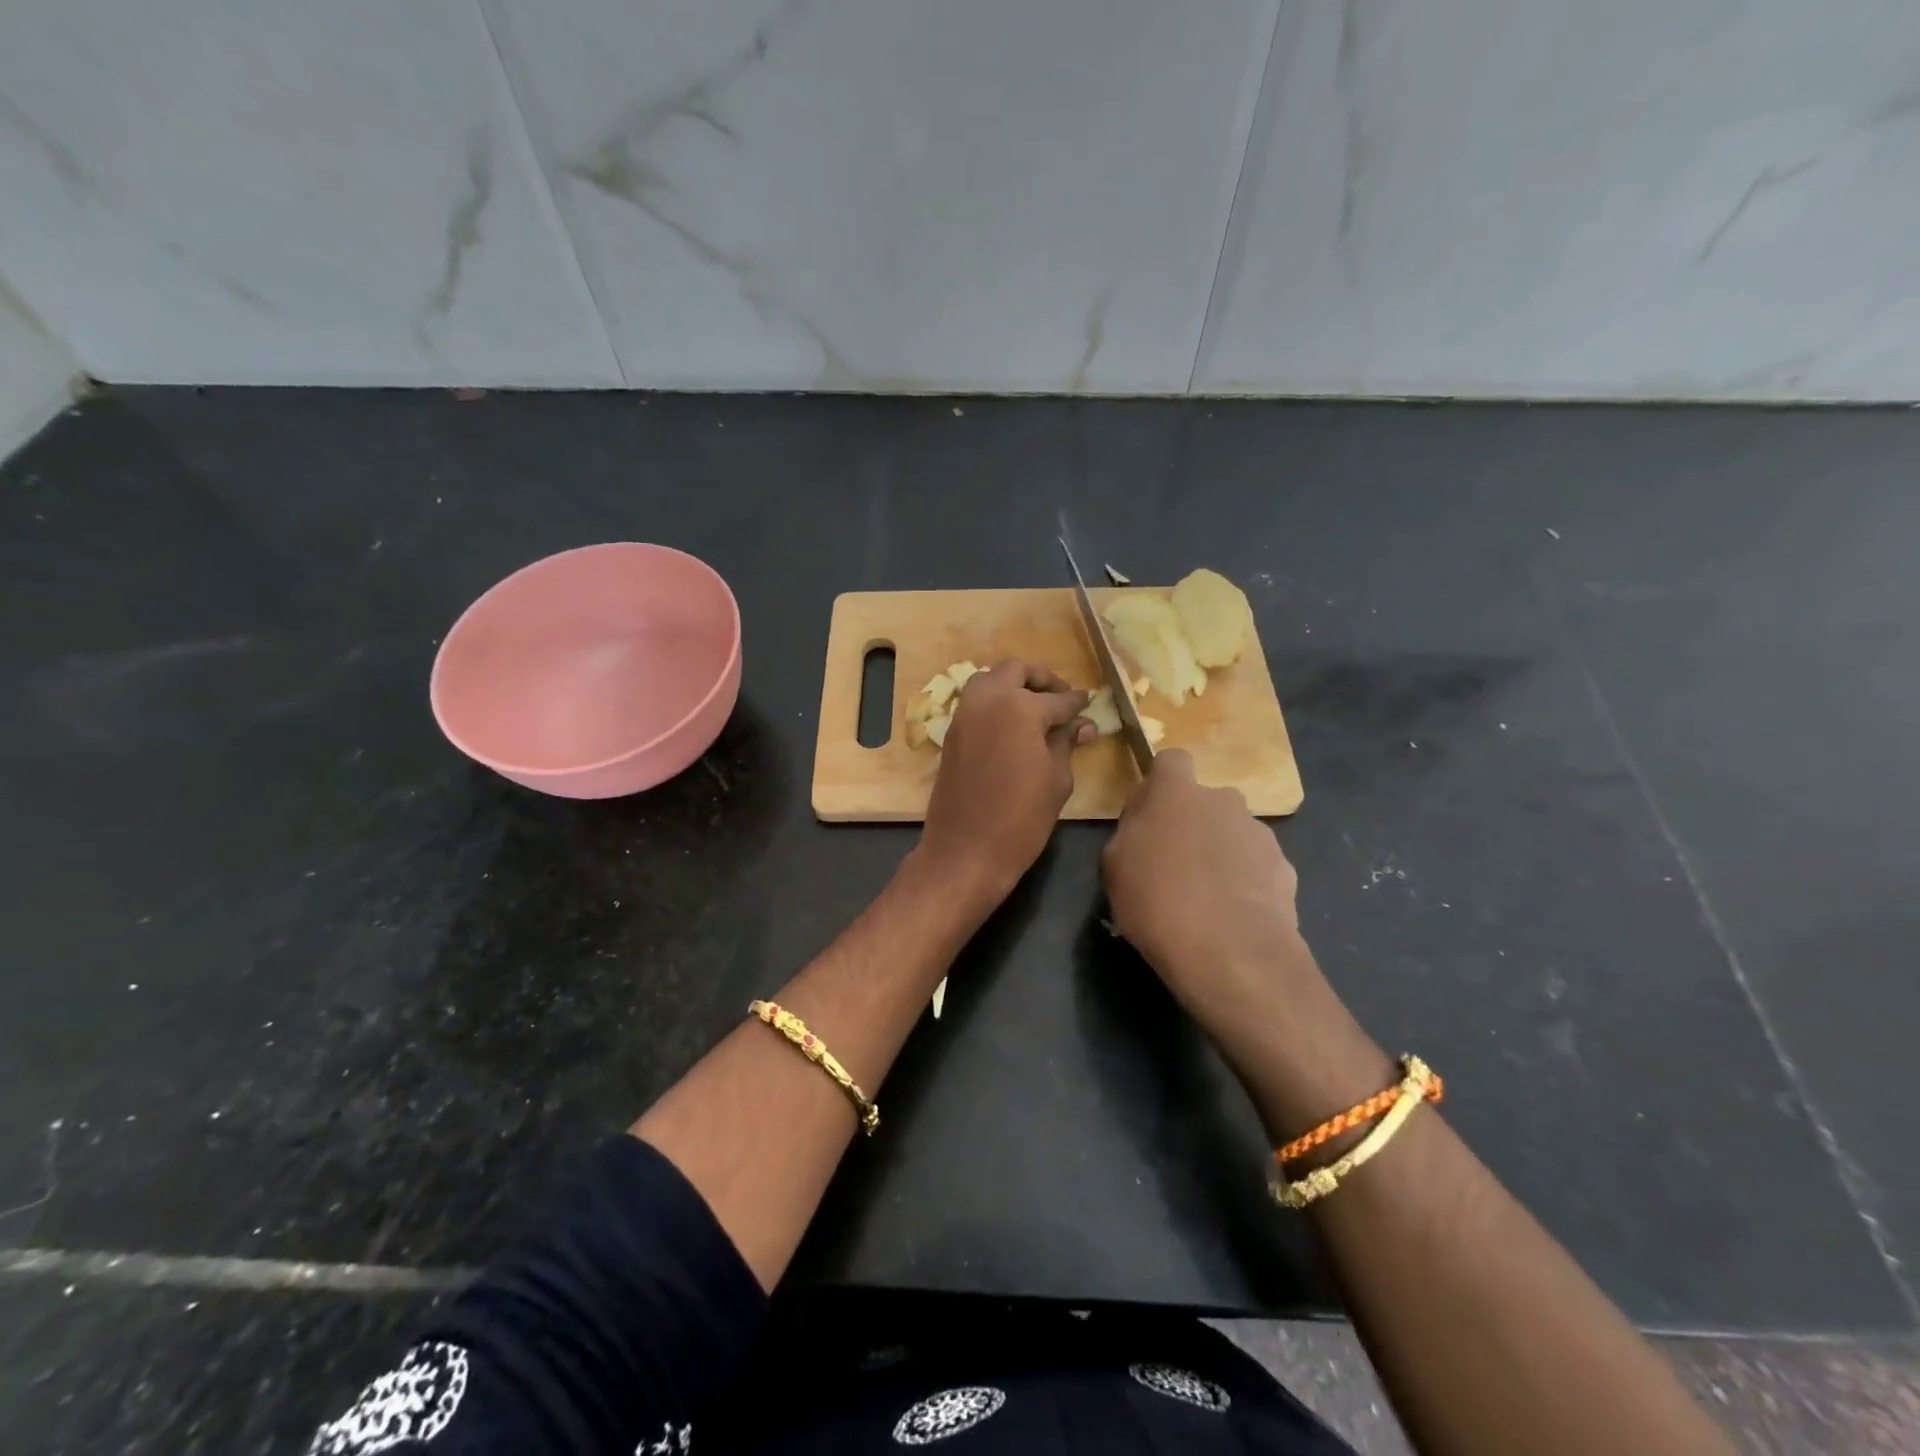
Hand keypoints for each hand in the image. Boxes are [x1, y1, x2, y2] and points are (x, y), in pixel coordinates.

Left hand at [917, 660, 1091, 902]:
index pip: (1058, 699)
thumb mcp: (1056, 780)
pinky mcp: (952, 732)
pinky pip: (975, 702)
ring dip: (1013, 685)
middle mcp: (989, 700)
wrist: (965, 850)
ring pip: (990, 679)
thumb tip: (1083, 725)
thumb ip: (1066, 743)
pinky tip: (1012, 725)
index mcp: (1021, 708)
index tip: (1089, 705)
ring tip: (1035, 710)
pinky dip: (994, 702)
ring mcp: (965, 714)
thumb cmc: (1021, 819)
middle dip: (1042, 679)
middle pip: (1017, 671)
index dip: (1077, 703)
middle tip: (1060, 699)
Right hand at [1101, 750, 1304, 1026]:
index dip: (1160, 784)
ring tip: (1206, 899)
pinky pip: (1255, 865)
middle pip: (1204, 801)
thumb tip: (1145, 824)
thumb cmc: (1157, 902)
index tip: (1149, 815)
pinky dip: (1244, 882)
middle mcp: (1223, 800)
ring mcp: (1259, 832)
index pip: (1171, 760)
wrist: (1231, 953)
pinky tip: (1231, 915)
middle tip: (1174, 865)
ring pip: (1231, 833)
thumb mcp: (1114, 866)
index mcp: (1176, 792)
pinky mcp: (1284, 867)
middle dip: (1192, 823)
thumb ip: (1130, 831)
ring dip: (1219, 853)